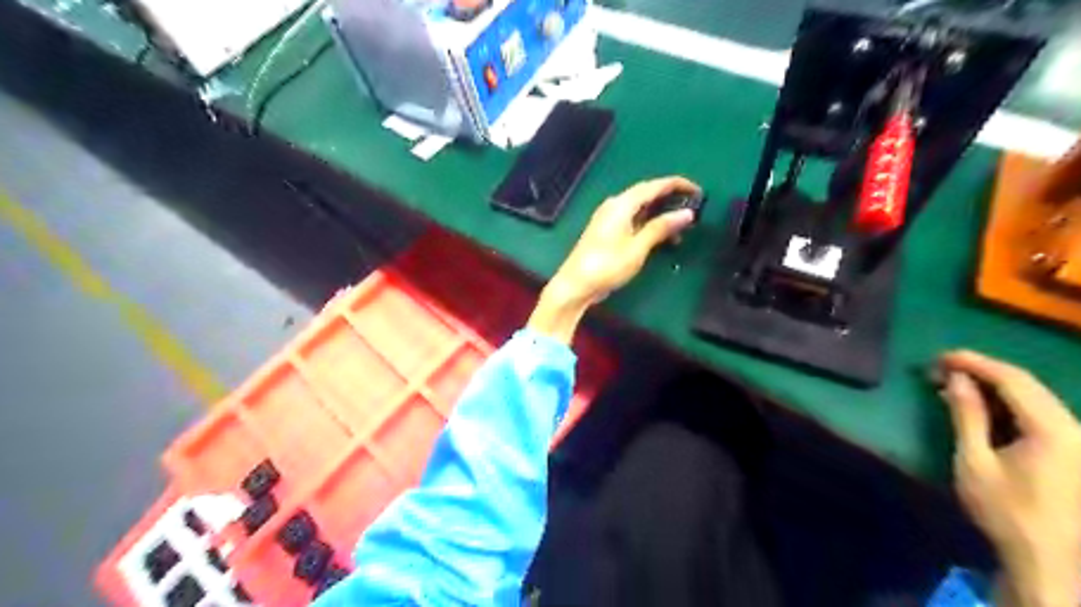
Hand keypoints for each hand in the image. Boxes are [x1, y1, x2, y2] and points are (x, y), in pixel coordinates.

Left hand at [525, 177, 696, 342]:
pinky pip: (633, 220)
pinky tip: (661, 240)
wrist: (575, 285)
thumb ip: (661, 228)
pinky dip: (649, 226)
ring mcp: (608, 218)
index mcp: (621, 204)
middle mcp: (614, 206)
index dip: (677, 185)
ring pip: (640, 209)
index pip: (654, 186)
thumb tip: (687, 214)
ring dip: (661, 216)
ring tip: (681, 231)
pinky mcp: (606, 232)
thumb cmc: (606, 266)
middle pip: (647, 194)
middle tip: (692, 209)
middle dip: (670, 200)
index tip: (698, 191)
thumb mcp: (638, 248)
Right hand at [939, 350, 1079, 606]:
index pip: (1013, 380)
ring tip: (956, 384)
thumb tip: (955, 378)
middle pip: (1028, 385)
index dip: (975, 362)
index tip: (940, 356)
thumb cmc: (1005, 510)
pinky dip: (1008, 404)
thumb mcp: (975, 460)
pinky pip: (1040, 414)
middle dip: (983, 371)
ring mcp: (1078, 441)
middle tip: (942, 368)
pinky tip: (983, 406)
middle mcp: (1074, 429)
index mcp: (1053, 430)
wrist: (1047, 560)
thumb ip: (967, 415)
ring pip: (1035, 398)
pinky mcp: (1073, 452)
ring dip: (995, 387)